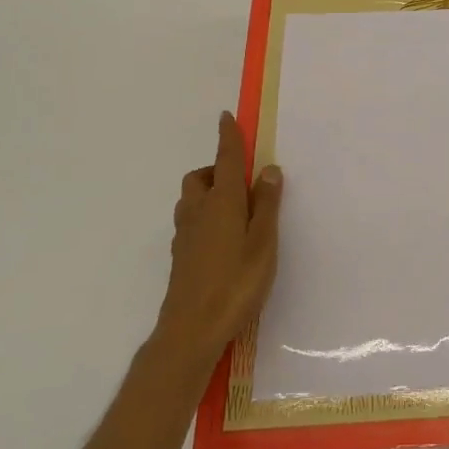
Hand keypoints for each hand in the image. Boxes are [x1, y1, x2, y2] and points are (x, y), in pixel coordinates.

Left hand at [152, 112, 282, 372]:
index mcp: (222, 202)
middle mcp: (198, 212)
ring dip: (207, 193)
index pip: (224, 159)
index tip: (225, 116)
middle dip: (215, 170)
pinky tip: (222, 240)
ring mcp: (185, 236)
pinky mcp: (181, 257)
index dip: (227, 137)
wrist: (191, 331)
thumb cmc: (235, 283)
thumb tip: (268, 169)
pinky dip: (204, 217)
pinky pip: (190, 222)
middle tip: (242, 182)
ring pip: (191, 200)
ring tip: (234, 211)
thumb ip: (266, 204)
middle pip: (200, 178)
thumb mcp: (263, 242)